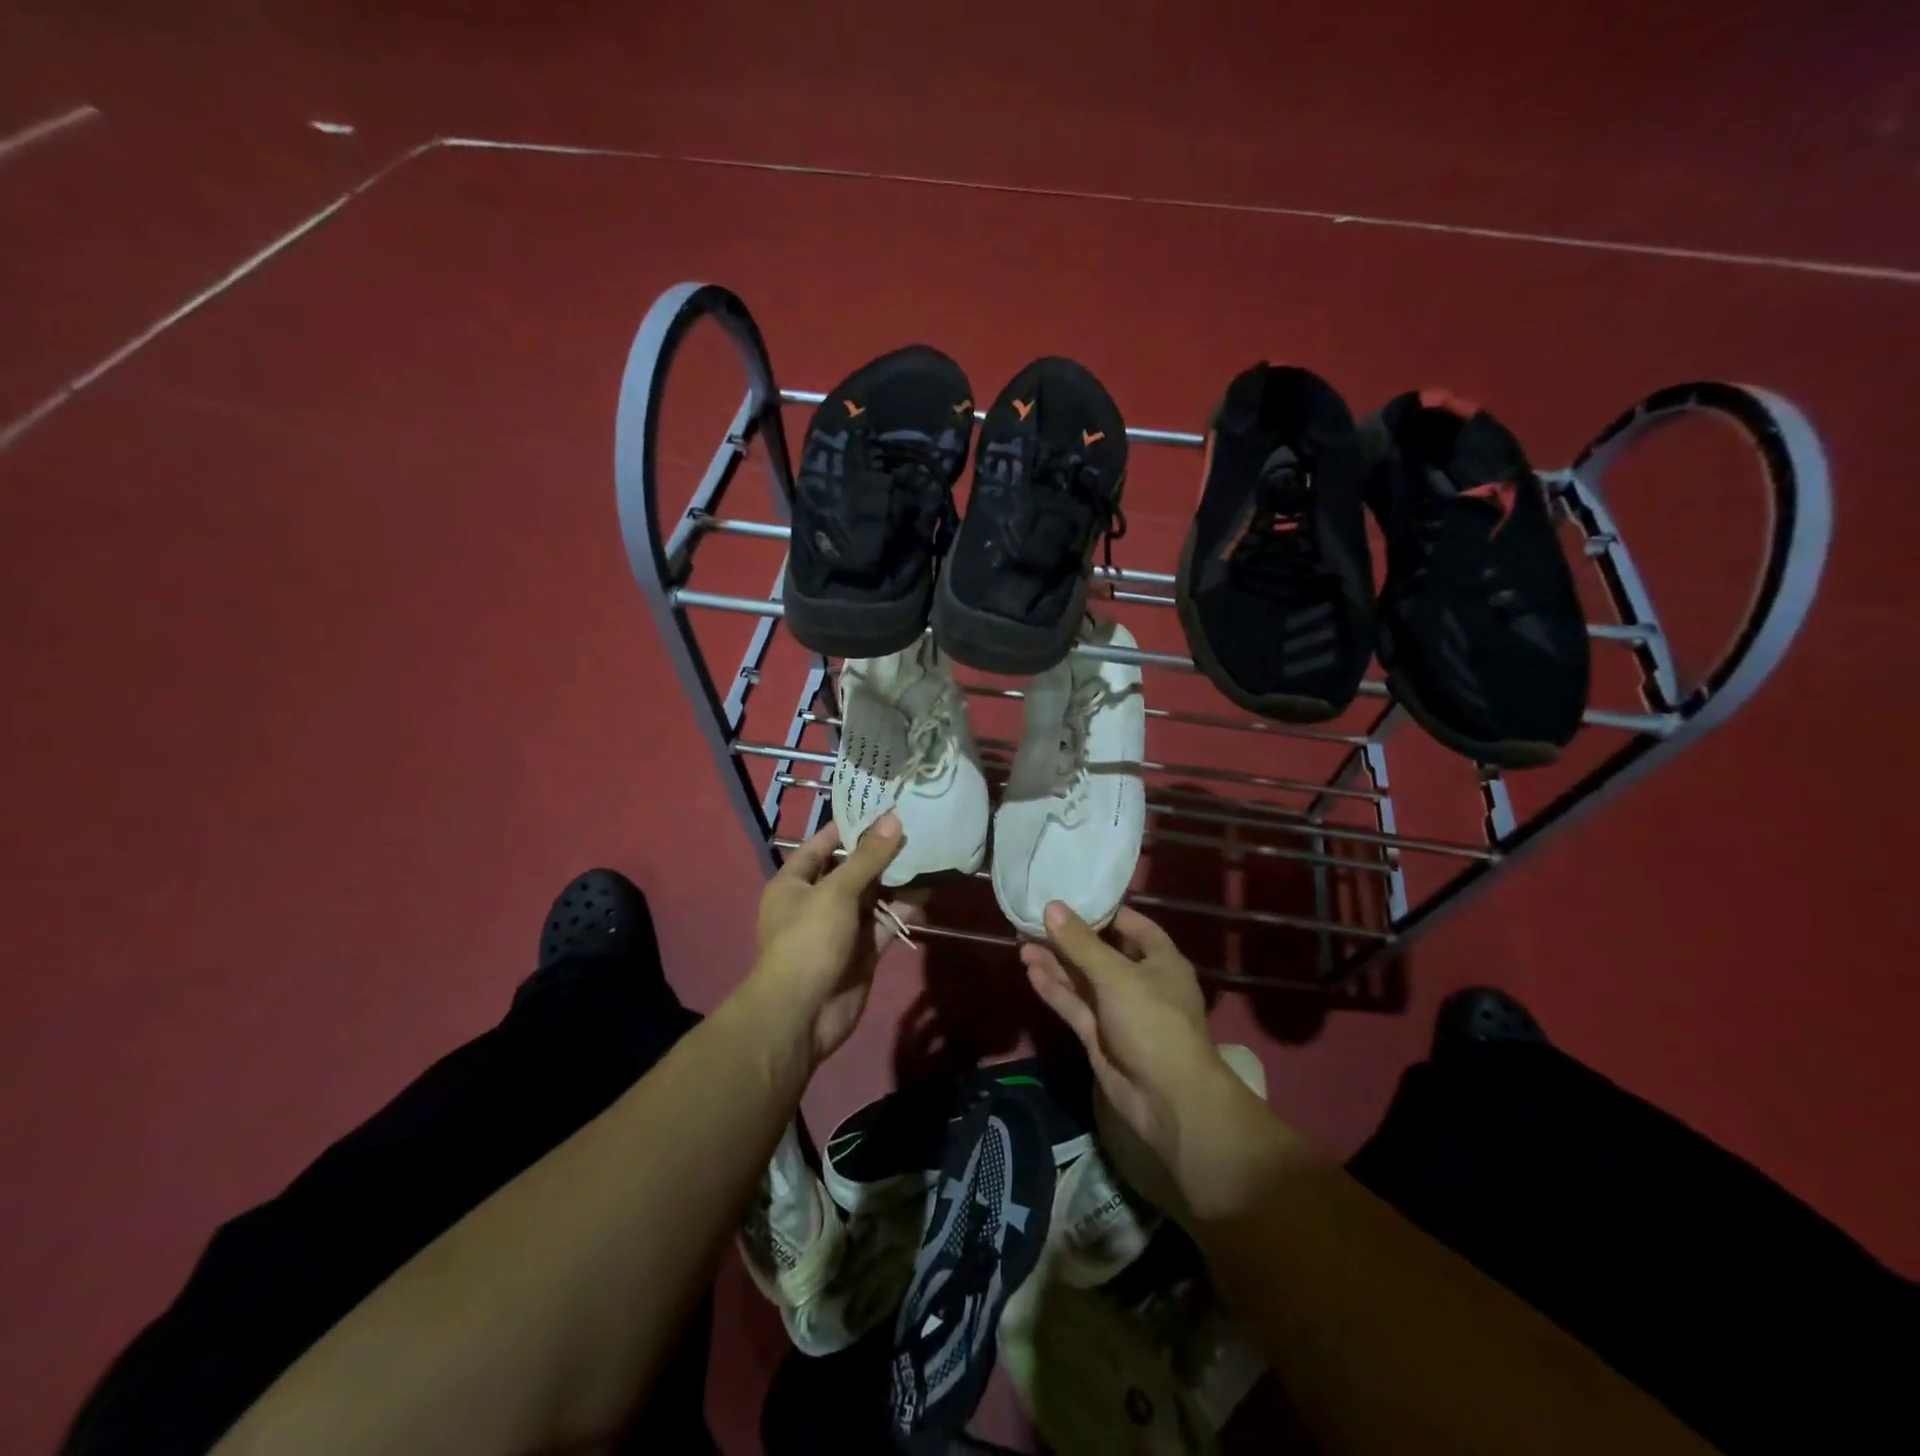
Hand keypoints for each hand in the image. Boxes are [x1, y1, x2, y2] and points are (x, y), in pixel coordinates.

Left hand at [749, 816, 917, 1065]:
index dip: (851, 826)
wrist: (802, 1013)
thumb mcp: (836, 891)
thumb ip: (867, 858)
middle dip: (881, 853)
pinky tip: (927, 894)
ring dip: (897, 881)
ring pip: (872, 897)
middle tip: (916, 828)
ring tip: (928, 855)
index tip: (883, 807)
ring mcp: (840, 927)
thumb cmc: (808, 940)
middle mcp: (816, 900)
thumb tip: (893, 820)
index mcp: (795, 882)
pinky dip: (902, 911)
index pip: (823, 844)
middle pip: (852, 869)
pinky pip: (884, 923)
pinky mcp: (861, 951)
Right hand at [1023, 902, 1281, 1221]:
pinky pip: (1075, 1005)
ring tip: (1021, 941)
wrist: (1168, 1101)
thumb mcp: (1117, 976)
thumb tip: (1052, 906)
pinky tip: (1030, 970)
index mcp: (1159, 960)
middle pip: (1100, 952)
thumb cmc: (1153, 1023)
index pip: (1130, 925)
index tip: (1068, 897)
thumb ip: (1081, 943)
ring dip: (1056, 963)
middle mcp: (1140, 981)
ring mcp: (1118, 1011)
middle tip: (1033, 920)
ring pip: (1083, 980)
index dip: (1101, 911)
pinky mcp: (1100, 1037)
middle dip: (1069, 939)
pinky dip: (1055, 989)